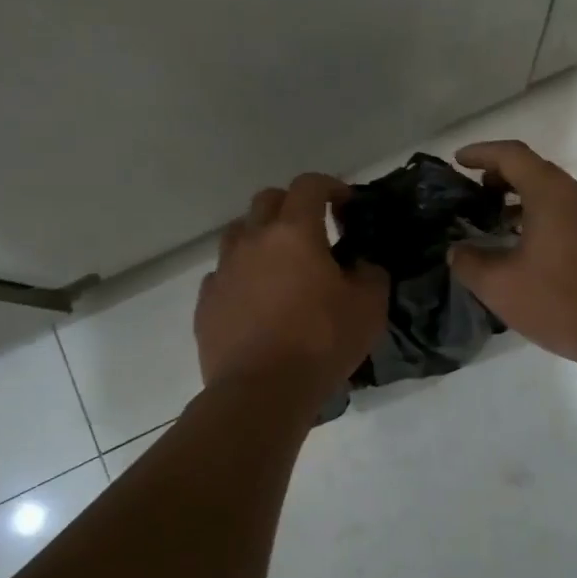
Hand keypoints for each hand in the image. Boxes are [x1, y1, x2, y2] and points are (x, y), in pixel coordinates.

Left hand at [195, 174, 387, 392]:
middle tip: (313, 230)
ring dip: (262, 237)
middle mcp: (253, 240)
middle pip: (267, 200)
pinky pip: (223, 274)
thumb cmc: (321, 342)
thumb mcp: (369, 306)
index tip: (346, 203)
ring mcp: (223, 270)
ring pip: (239, 234)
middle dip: (292, 205)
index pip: (309, 185)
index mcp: (294, 232)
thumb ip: (370, 273)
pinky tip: (257, 301)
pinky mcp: (206, 303)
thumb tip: (360, 265)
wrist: (260, 392)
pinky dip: (242, 276)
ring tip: (281, 265)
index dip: (331, 186)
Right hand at [447, 141, 576, 373]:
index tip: (458, 160)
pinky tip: (531, 250)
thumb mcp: (501, 287)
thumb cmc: (562, 303)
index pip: (512, 155)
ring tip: (498, 223)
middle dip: (502, 177)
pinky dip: (545, 218)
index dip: (482, 153)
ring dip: (524, 201)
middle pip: (536, 171)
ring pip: (555, 195)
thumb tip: (458, 250)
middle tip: (475, 194)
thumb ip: (469, 263)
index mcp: (552, 194)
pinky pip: (571, 215)